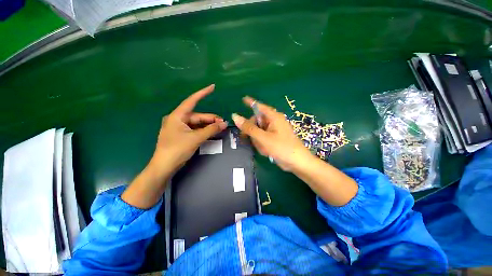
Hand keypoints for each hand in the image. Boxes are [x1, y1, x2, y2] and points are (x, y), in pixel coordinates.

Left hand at [149, 84, 227, 175]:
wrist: (164, 166)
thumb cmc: (177, 149)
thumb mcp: (196, 138)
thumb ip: (211, 130)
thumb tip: (224, 124)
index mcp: (177, 116)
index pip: (192, 101)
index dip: (203, 93)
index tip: (212, 87)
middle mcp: (178, 119)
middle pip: (198, 116)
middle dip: (211, 119)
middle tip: (223, 123)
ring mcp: (179, 127)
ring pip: (197, 123)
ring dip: (208, 125)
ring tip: (220, 128)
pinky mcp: (181, 135)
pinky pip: (195, 129)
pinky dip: (203, 130)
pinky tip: (211, 132)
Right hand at [231, 96, 313, 171]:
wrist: (297, 163)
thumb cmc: (282, 148)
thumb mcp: (263, 138)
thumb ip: (249, 128)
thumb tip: (235, 116)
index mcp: (274, 117)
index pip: (259, 106)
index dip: (251, 103)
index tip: (242, 99)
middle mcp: (274, 122)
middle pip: (257, 121)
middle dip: (252, 131)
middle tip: (247, 138)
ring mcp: (274, 131)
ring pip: (258, 132)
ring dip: (258, 141)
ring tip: (264, 149)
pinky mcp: (274, 139)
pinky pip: (263, 139)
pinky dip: (262, 145)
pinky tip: (267, 151)